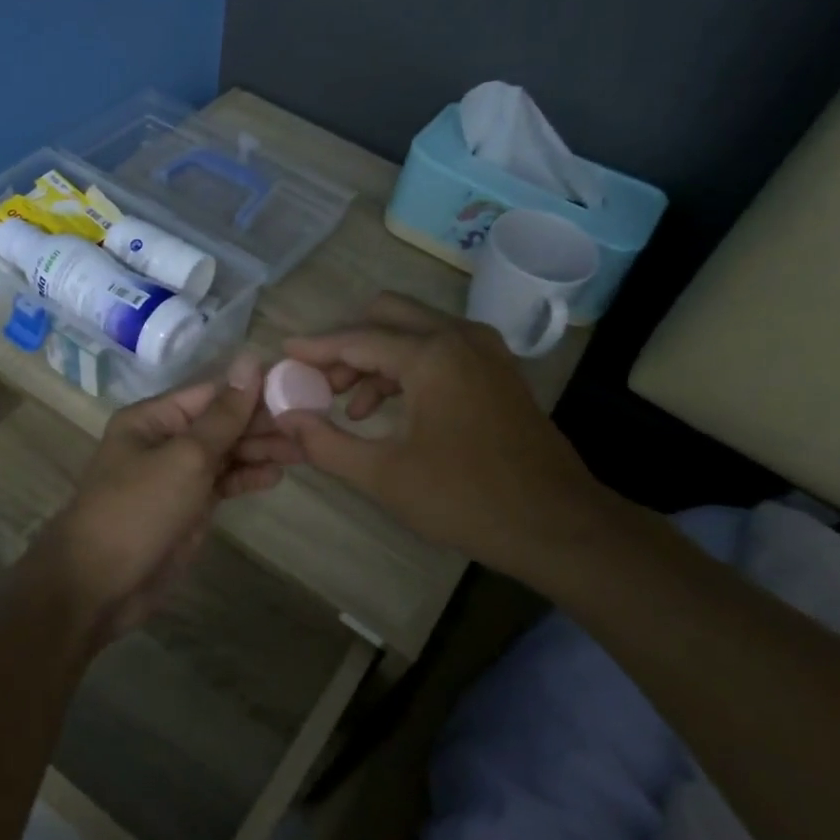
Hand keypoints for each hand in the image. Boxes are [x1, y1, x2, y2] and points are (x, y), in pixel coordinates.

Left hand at [34, 351, 276, 642]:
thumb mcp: (186, 457)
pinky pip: (223, 483)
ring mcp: (176, 476)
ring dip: (260, 450)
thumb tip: (250, 360)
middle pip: (221, 423)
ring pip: (226, 453)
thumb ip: (224, 414)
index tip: (299, 390)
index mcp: (154, 418)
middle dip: (262, 424)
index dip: (254, 391)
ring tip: (303, 450)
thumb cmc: (138, 510)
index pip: (212, 393)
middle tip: (310, 426)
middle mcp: (165, 441)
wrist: (98, 586)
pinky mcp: (187, 508)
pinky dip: (247, 478)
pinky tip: (276, 476)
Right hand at [244, 293, 618, 578]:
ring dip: (376, 357)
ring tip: (350, 406)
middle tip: (320, 382)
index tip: (283, 353)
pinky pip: (440, 349)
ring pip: (414, 331)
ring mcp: (484, 350)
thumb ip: (326, 443)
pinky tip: (390, 410)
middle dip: (348, 344)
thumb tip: (286, 418)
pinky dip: (407, 367)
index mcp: (431, 355)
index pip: (357, 338)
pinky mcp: (497, 369)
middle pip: (387, 316)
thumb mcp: (384, 476)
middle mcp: (459, 336)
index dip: (315, 348)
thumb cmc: (465, 499)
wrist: (556, 524)